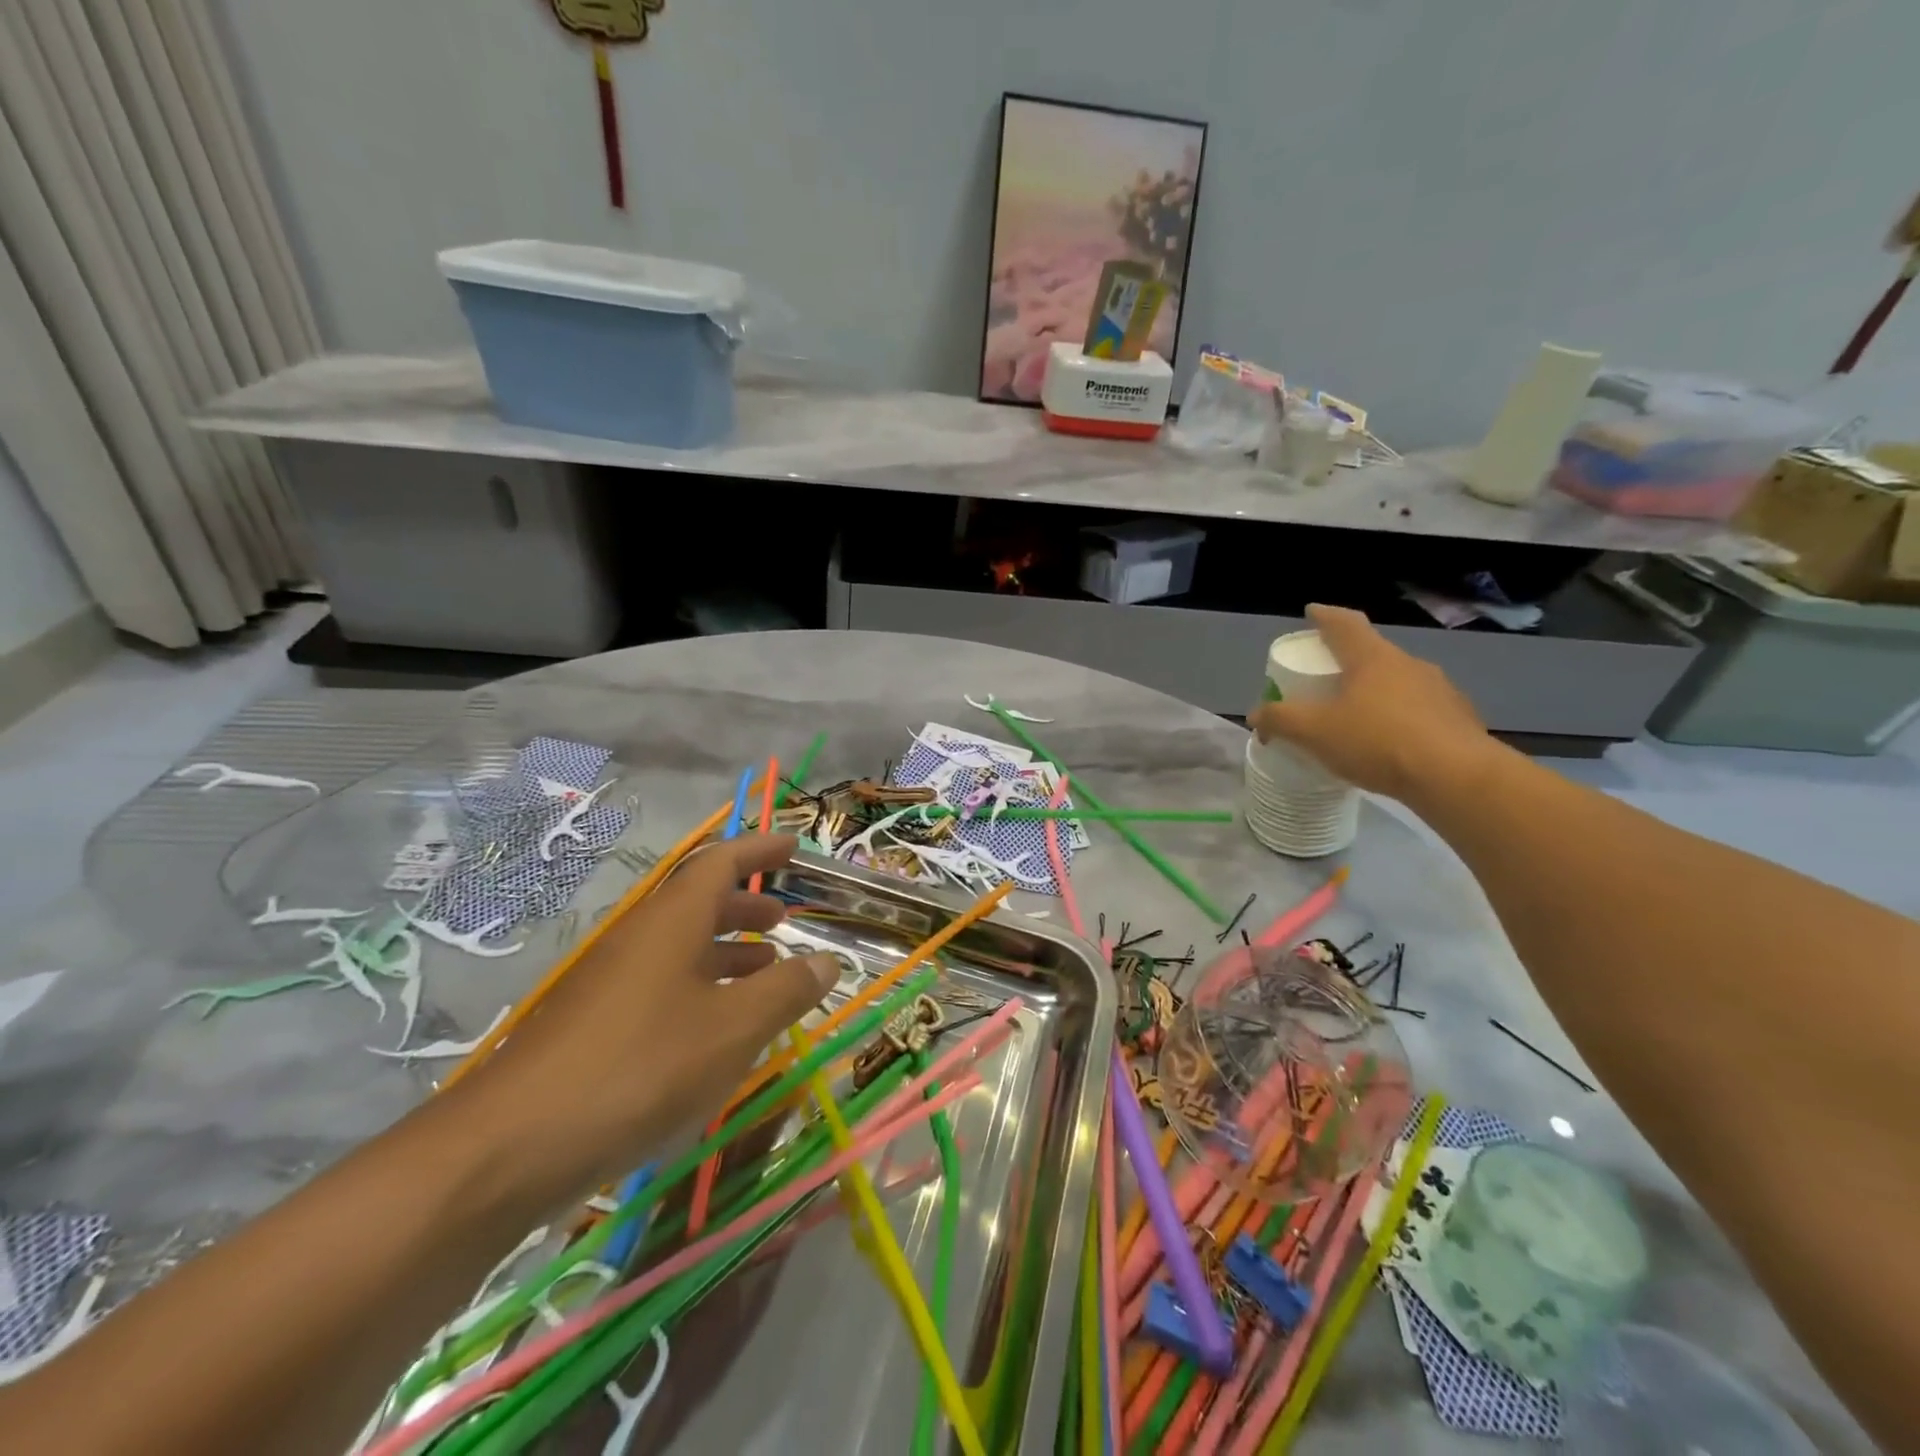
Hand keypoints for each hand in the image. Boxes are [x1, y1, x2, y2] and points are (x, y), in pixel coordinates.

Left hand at [452, 834, 838, 1202]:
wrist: (510, 1148)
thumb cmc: (640, 1068)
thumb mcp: (733, 1029)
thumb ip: (786, 991)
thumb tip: (827, 961)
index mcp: (672, 921)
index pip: (720, 862)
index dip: (759, 850)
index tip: (793, 846)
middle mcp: (639, 938)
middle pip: (698, 902)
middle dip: (745, 903)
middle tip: (782, 917)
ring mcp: (610, 981)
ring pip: (679, 946)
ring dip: (725, 949)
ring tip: (764, 969)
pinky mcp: (593, 1023)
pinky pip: (660, 983)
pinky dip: (700, 987)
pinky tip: (716, 1028)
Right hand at [1249, 604, 1492, 800]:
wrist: (1456, 778)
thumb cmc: (1377, 742)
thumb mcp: (1315, 732)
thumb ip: (1281, 720)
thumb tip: (1256, 715)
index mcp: (1372, 658)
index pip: (1345, 624)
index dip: (1324, 616)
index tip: (1312, 612)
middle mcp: (1409, 665)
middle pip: (1371, 653)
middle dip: (1346, 662)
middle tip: (1325, 676)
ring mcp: (1440, 691)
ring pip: (1397, 682)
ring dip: (1374, 692)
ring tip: (1355, 716)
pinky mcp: (1458, 719)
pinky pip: (1418, 710)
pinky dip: (1398, 718)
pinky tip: (1387, 744)